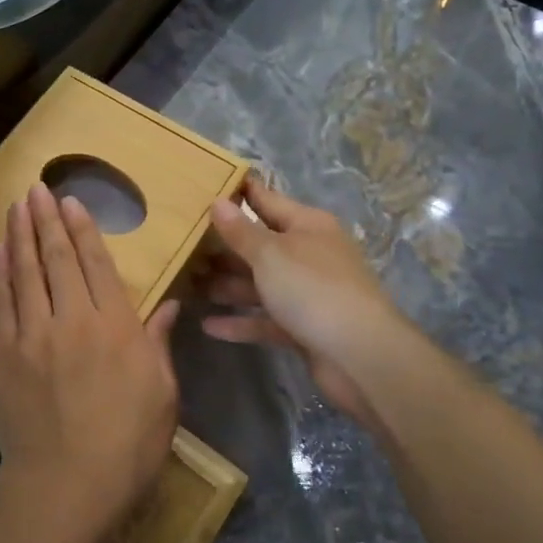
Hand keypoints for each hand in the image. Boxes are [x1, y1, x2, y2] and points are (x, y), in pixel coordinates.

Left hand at [0, 183, 181, 542]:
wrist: (66, 488)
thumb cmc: (127, 446)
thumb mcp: (162, 395)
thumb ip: (159, 344)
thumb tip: (170, 305)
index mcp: (117, 329)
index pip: (97, 265)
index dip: (84, 230)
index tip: (72, 203)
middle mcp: (73, 321)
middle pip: (58, 259)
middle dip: (47, 220)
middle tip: (38, 188)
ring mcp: (33, 335)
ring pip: (26, 272)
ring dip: (20, 235)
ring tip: (17, 205)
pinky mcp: (4, 354)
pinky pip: (2, 302)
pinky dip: (1, 271)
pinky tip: (0, 250)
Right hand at [197, 177, 406, 429]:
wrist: (361, 357)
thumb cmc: (313, 290)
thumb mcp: (271, 254)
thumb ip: (241, 231)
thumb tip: (218, 201)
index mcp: (307, 226)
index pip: (265, 200)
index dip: (237, 193)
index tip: (203, 185)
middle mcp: (308, 254)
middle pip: (259, 245)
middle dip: (222, 247)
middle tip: (181, 245)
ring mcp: (307, 293)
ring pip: (259, 284)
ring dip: (226, 285)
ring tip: (186, 284)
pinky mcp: (303, 327)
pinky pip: (265, 320)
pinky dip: (240, 322)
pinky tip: (208, 325)